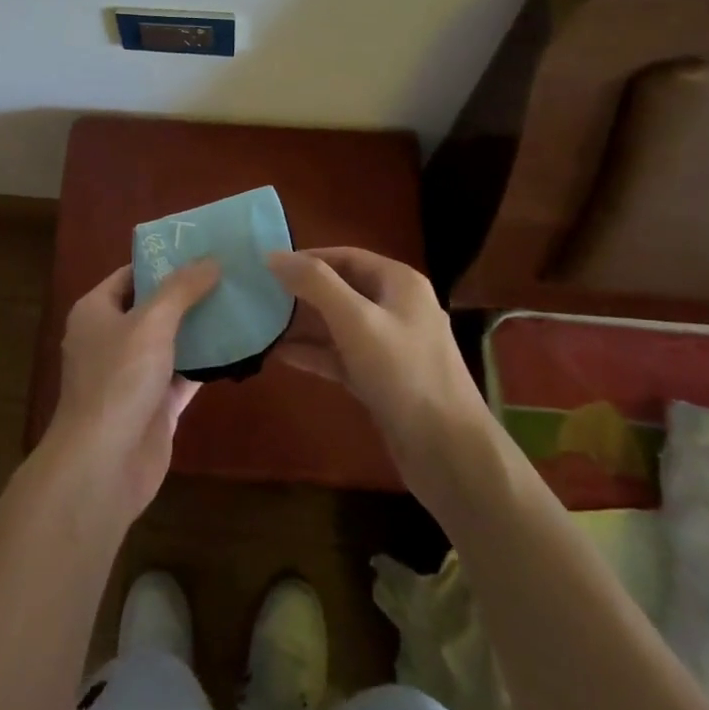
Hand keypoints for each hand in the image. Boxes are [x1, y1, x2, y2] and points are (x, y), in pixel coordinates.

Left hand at [43, 260, 219, 526]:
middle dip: (188, 293)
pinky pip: (183, 375)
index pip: (131, 274)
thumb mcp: (151, 322)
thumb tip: (211, 260)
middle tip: (229, 272)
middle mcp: (111, 339)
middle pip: (153, 307)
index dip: (163, 260)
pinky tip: (238, 347)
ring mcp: (133, 375)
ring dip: (200, 327)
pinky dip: (206, 363)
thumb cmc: (118, 380)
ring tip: (239, 301)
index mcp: (96, 312)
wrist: (103, 466)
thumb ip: (181, 289)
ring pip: (171, 342)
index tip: (201, 248)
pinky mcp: (154, 407)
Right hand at [267, 247, 497, 511]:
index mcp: (399, 283)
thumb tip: (273, 255)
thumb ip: (315, 284)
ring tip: (262, 323)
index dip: (307, 258)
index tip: (268, 267)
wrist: (449, 454)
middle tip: (259, 295)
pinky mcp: (382, 380)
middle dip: (302, 292)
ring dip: (304, 324)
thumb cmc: (404, 374)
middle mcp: (397, 308)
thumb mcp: (356, 321)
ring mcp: (390, 346)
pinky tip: (280, 355)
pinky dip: (315, 354)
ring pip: (339, 325)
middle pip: (341, 289)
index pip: (346, 256)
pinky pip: (342, 356)